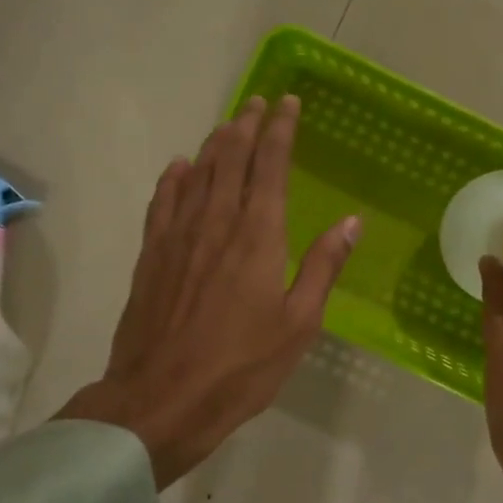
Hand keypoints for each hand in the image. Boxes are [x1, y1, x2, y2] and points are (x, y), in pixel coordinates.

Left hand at [60, 95, 359, 486]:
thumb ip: (323, 267)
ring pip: (196, 173)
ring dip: (214, 144)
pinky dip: (174, 178)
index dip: (280, 130)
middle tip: (257, 102)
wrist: (161, 399)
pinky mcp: (151, 256)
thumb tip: (351, 222)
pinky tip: (179, 167)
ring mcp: (178, 236)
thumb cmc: (242, 366)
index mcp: (258, 236)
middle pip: (230, 158)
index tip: (288, 103)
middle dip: (246, 125)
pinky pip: (162, 202)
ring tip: (227, 126)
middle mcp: (216, 223)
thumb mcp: (299, 323)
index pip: (270, 165)